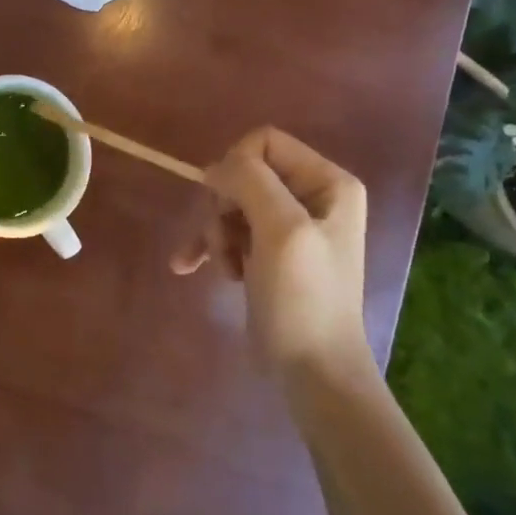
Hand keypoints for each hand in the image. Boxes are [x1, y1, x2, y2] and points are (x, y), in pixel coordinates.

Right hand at [172, 127, 371, 376]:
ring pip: (229, 202)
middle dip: (224, 207)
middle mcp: (311, 196)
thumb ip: (250, 181)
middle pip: (243, 173)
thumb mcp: (282, 230)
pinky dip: (209, 248)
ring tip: (223, 267)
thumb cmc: (303, 298)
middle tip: (227, 242)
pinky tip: (188, 267)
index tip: (228, 205)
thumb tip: (215, 167)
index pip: (264, 142)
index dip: (237, 167)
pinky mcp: (267, 252)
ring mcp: (288, 226)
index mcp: (327, 182)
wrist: (312, 372)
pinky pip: (227, 231)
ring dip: (216, 233)